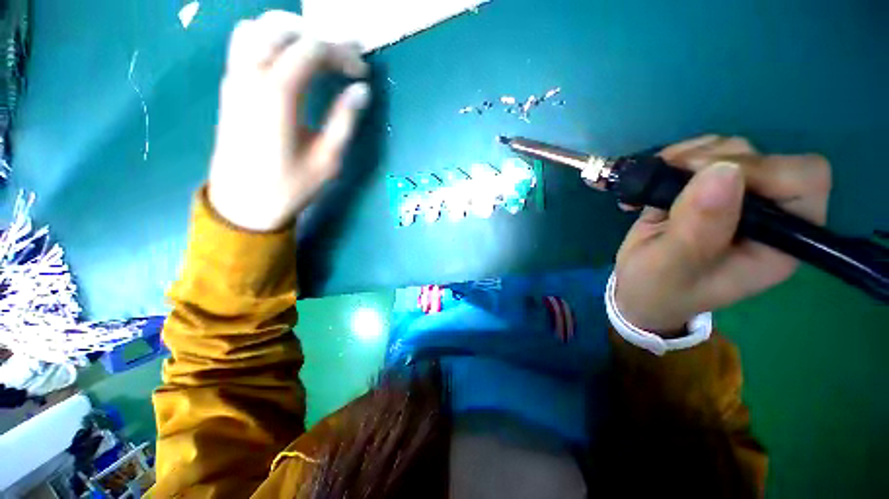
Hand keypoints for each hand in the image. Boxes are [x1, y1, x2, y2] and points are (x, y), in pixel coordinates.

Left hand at [208, 11, 370, 231]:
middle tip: (344, 58)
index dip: (342, 53)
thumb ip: (344, 121)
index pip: (311, 50)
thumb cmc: (290, 186)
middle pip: (282, 27)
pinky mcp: (230, 86)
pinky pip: (245, 42)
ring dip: (292, 32)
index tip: (361, 71)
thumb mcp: (327, 161)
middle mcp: (251, 76)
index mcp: (277, 96)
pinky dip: (271, 39)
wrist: (243, 203)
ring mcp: (235, 78)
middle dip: (319, 36)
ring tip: (318, 54)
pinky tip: (289, 60)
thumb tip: (361, 90)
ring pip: (258, 27)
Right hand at [614, 135, 831, 333]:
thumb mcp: (671, 267)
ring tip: (655, 182)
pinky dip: (674, 157)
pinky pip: (702, 152)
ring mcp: (736, 199)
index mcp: (778, 243)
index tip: (703, 180)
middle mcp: (767, 215)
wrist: (636, 288)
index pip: (803, 182)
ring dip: (688, 157)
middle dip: (711, 161)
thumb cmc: (656, 289)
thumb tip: (722, 170)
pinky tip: (654, 178)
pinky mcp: (708, 189)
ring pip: (730, 150)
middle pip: (764, 158)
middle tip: (668, 179)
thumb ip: (698, 229)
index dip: (760, 170)